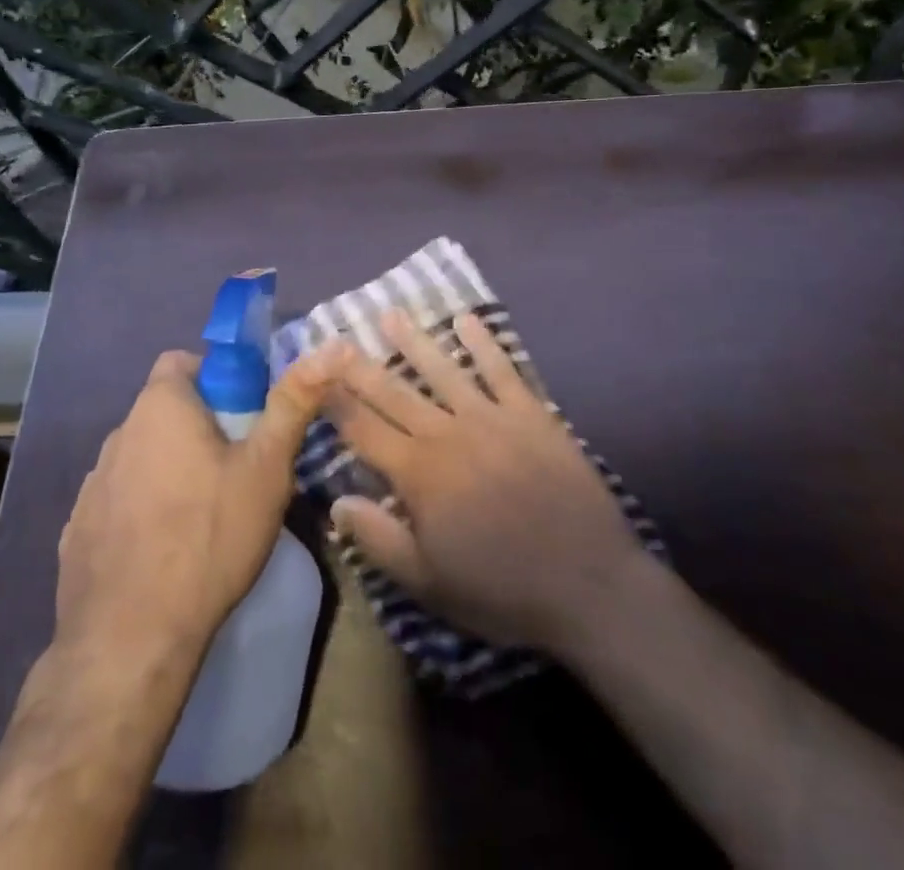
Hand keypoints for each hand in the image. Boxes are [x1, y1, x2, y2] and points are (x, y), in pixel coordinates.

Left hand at [55, 348, 332, 665]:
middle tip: (235, 467)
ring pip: (141, 456)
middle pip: (164, 411)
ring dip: (168, 468)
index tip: (243, 414)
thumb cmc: (209, 536)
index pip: (181, 362)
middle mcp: (118, 434)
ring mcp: (92, 484)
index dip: (215, 377)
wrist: (131, 638)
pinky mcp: (77, 530)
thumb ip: (292, 404)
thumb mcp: (266, 468)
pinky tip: (165, 550)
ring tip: (203, 513)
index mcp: (159, 407)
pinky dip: (141, 510)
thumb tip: (327, 349)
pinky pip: (118, 501)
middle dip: (198, 427)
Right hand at [319, 310, 644, 655]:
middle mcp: (447, 434)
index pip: (365, 430)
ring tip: (390, 315)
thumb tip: (335, 501)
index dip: (336, 402)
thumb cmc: (501, 590)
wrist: (589, 585)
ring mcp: (491, 418)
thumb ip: (378, 540)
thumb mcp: (429, 583)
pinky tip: (467, 320)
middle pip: (395, 393)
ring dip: (414, 342)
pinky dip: (484, 343)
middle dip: (361, 365)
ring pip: (443, 370)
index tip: (314, 375)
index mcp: (419, 474)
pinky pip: (502, 370)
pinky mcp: (530, 414)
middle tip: (336, 336)